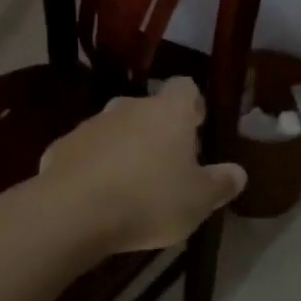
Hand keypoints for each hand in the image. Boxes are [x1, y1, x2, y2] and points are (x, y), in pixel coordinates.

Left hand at [38, 77, 246, 257]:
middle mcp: (129, 106)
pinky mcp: (61, 146)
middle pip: (150, 110)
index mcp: (168, 112)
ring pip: (116, 129)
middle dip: (158, 132)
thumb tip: (238, 172)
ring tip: (129, 187)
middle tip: (166, 167)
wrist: (72, 213)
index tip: (197, 128)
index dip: (193, 105)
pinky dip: (93, 166)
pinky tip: (96, 196)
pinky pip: (86, 152)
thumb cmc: (148, 200)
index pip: (186, 87)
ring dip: (124, 149)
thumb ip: (220, 183)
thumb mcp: (198, 201)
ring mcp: (92, 124)